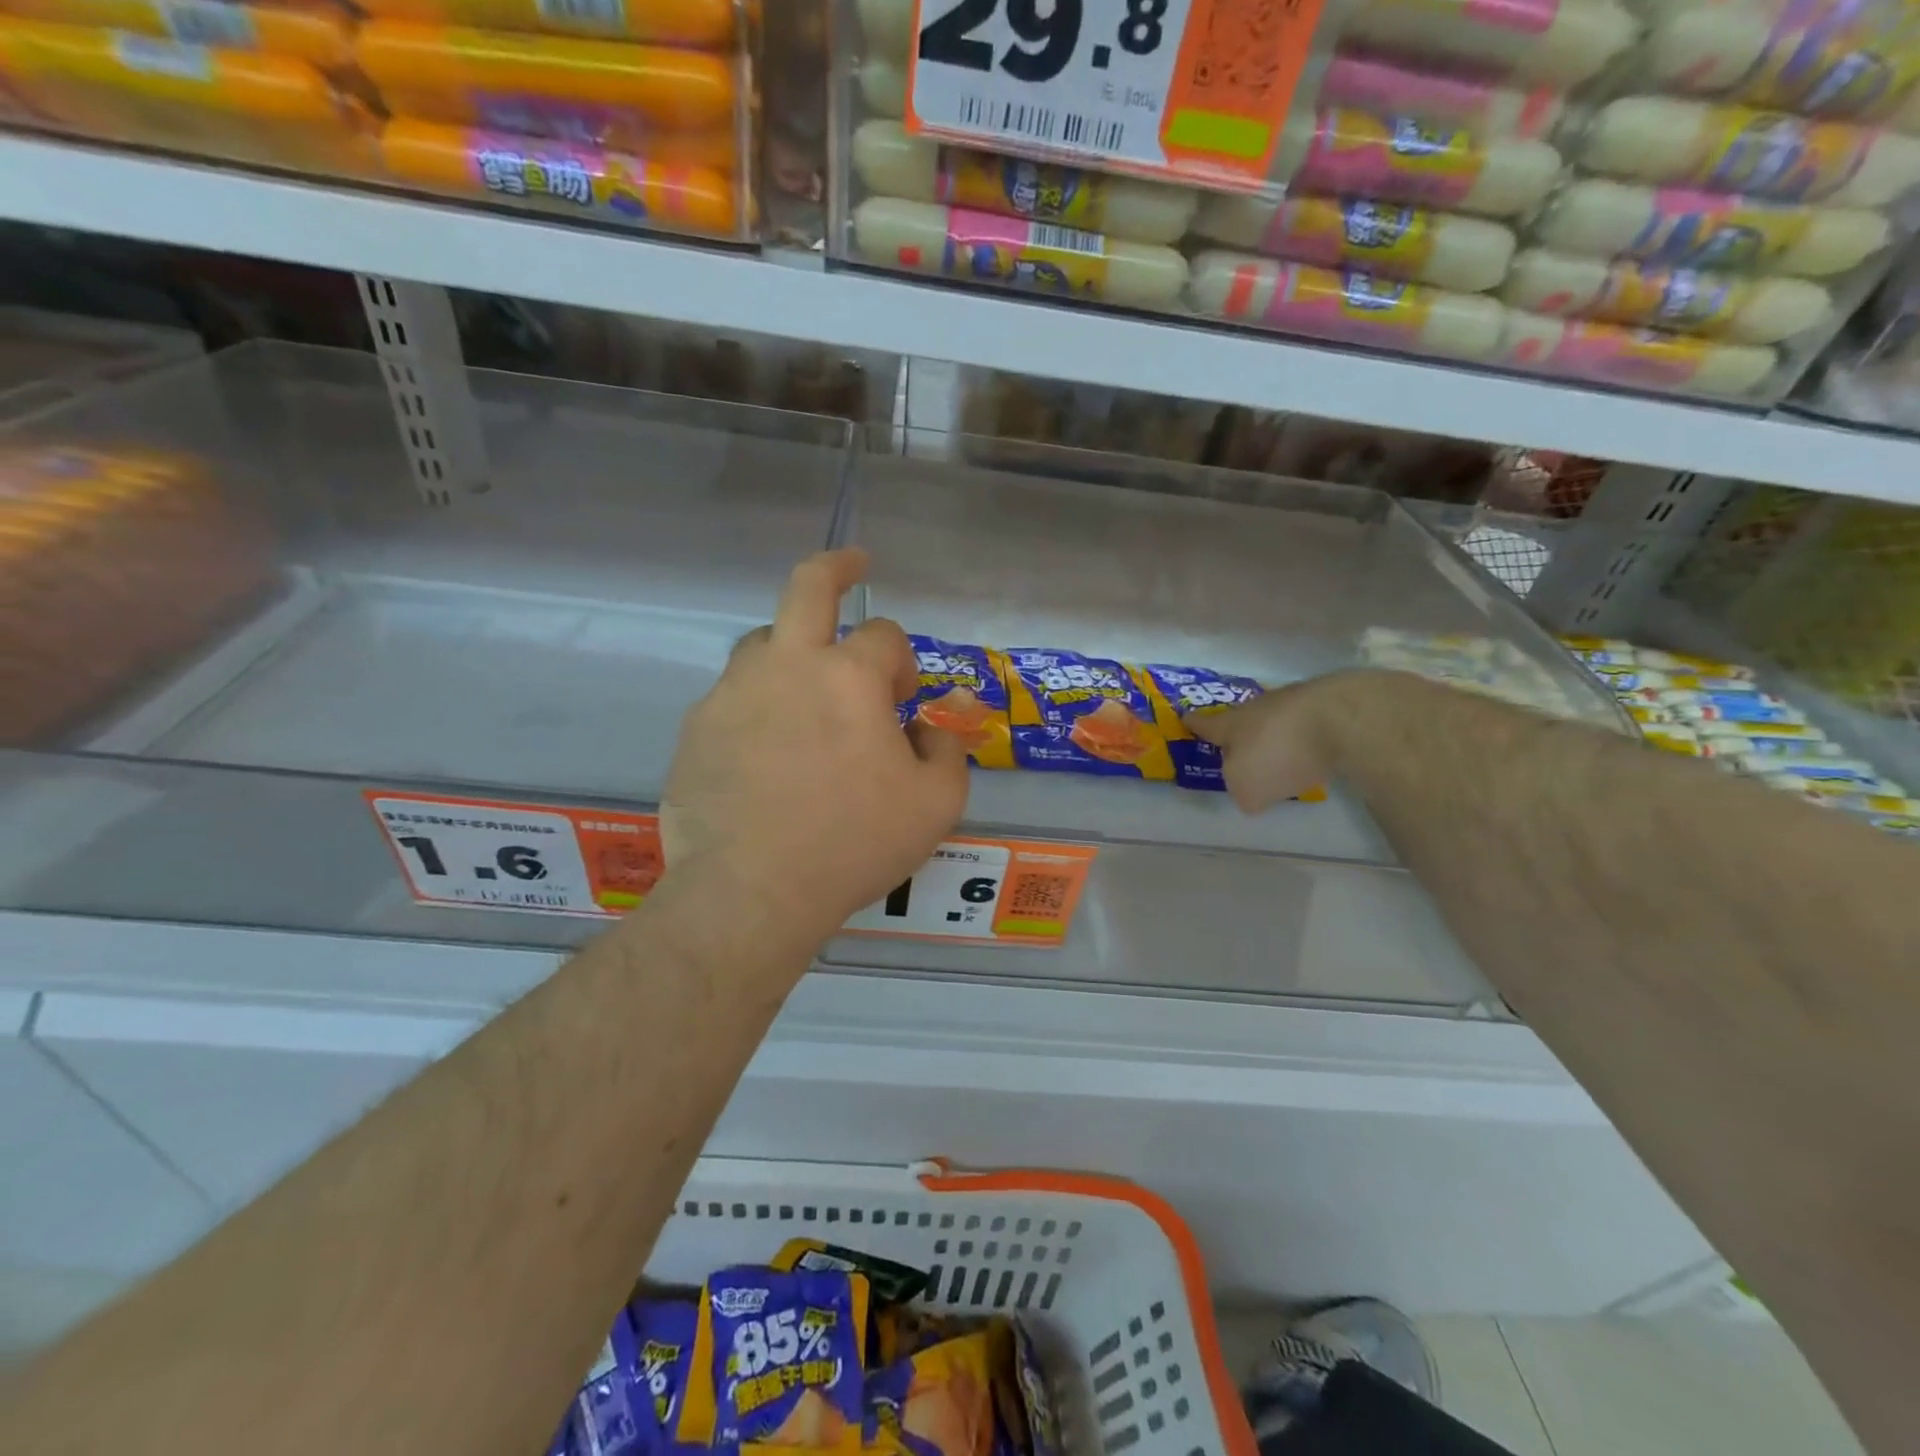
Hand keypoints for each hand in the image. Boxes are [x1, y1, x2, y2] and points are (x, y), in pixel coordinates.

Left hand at [660, 549, 969, 946]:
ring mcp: (732, 692)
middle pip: (807, 586)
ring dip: (792, 652)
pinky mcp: (697, 727)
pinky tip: (765, 753)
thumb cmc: (854, 843)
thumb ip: (947, 749)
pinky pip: (733, 697)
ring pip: (763, 643)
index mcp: (849, 676)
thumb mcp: (935, 804)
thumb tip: (935, 724)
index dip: (903, 662)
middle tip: (852, 564)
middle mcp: (787, 665)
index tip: (904, 702)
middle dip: (836, 566)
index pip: (886, 636)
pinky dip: (757, 707)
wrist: (752, 890)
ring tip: (806, 696)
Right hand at [1184, 672, 1360, 812]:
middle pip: (1243, 719)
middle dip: (1241, 733)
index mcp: (1231, 724)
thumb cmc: (1279, 752)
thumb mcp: (1247, 787)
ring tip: (1283, 757)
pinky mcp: (1332, 705)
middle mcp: (1259, 707)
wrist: (1344, 718)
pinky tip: (1319, 754)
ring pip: (1278, 720)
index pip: (1205, 724)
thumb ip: (1242, 792)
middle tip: (1239, 749)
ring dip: (1277, 736)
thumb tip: (1251, 794)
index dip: (1194, 724)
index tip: (1185, 718)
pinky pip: (1311, 725)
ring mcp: (1298, 702)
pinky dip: (1309, 739)